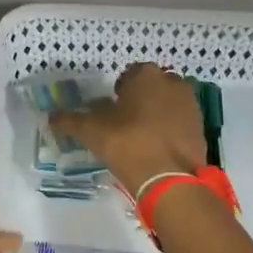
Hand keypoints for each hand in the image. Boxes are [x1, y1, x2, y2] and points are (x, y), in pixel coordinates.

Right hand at [52, 62, 205, 195]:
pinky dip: (169, 129)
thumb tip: (51, 116)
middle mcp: (172, 82)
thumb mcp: (91, 131)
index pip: (129, 75)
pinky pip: (179, 121)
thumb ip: (69, 120)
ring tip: (141, 137)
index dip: (118, 91)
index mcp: (146, 75)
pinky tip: (157, 148)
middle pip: (151, 87)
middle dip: (140, 99)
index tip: (111, 110)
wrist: (170, 178)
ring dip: (156, 113)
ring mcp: (190, 104)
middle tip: (125, 123)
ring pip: (168, 103)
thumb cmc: (127, 144)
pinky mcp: (200, 127)